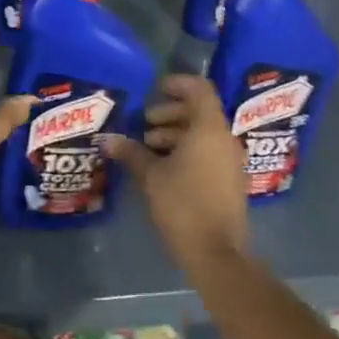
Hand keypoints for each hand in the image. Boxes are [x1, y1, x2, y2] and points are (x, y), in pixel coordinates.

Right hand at [102, 74, 249, 273]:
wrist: (217, 255)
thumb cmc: (183, 205)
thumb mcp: (151, 176)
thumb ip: (131, 152)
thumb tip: (108, 139)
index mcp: (209, 129)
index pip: (199, 89)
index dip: (177, 84)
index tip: (154, 91)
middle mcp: (224, 139)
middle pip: (198, 111)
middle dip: (169, 114)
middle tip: (144, 125)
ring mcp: (230, 161)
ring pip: (202, 134)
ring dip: (175, 134)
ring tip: (147, 148)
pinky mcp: (229, 181)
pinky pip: (208, 152)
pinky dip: (186, 151)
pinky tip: (162, 167)